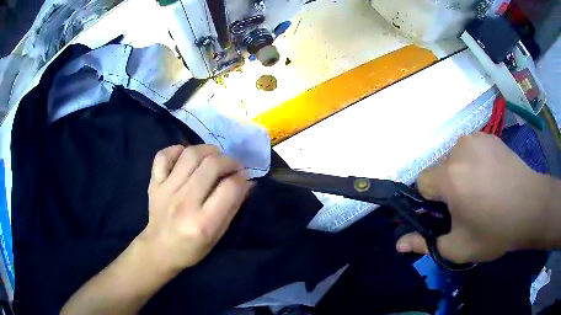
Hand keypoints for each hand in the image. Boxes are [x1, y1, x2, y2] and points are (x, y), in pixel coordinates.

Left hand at [139, 145, 251, 271]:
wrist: (159, 249)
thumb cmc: (192, 248)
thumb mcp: (218, 236)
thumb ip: (232, 208)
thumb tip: (246, 182)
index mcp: (203, 223)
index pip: (229, 188)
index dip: (242, 178)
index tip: (244, 177)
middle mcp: (184, 203)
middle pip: (212, 165)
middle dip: (229, 160)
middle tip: (233, 165)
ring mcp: (166, 191)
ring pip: (190, 155)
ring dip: (208, 150)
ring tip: (214, 157)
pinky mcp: (154, 184)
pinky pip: (163, 155)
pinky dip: (177, 149)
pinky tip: (186, 155)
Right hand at [396, 133, 552, 262]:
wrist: (532, 207)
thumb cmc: (496, 230)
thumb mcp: (459, 247)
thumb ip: (426, 244)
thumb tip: (399, 244)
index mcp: (450, 176)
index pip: (421, 182)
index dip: (430, 202)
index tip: (447, 214)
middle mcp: (459, 149)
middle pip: (439, 169)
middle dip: (446, 188)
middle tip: (467, 207)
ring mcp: (476, 139)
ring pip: (454, 159)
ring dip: (460, 174)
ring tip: (481, 191)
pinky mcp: (489, 137)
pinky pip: (471, 150)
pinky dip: (474, 163)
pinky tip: (491, 178)